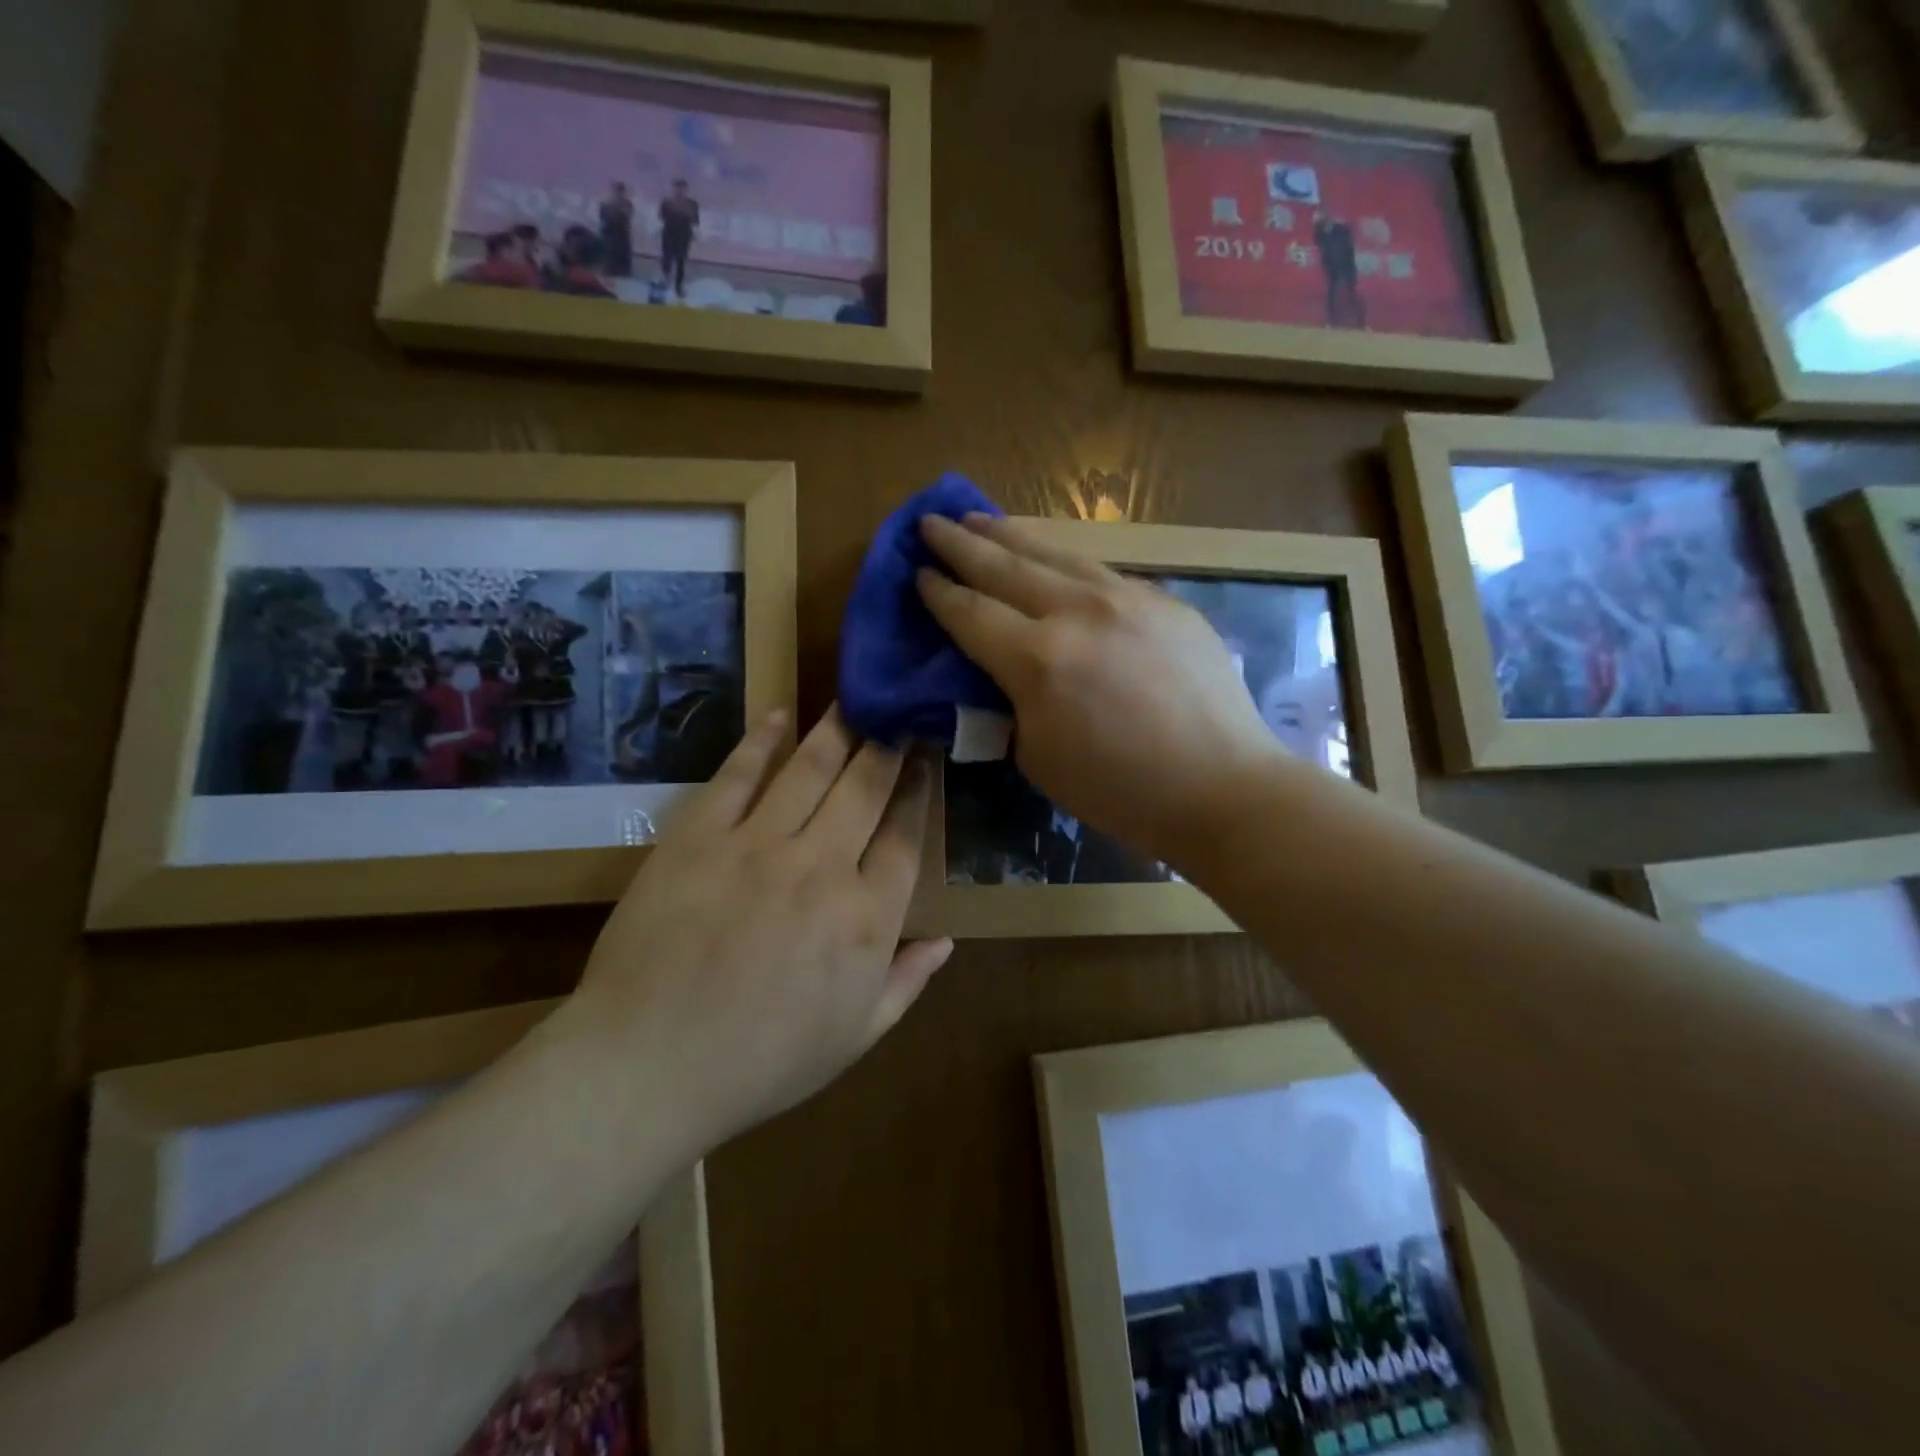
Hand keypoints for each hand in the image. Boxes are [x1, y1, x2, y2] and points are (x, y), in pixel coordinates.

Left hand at [568, 706, 948, 1154]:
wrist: (648, 1066)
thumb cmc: (763, 1062)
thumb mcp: (855, 1036)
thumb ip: (907, 982)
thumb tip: (947, 941)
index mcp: (867, 917)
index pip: (906, 836)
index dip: (920, 791)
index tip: (928, 758)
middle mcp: (822, 866)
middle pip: (866, 788)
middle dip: (888, 744)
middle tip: (898, 712)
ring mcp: (758, 845)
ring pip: (810, 769)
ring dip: (837, 730)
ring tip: (854, 700)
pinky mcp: (699, 836)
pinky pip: (737, 775)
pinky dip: (760, 741)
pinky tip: (779, 715)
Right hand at [916, 513, 1285, 869]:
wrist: (1221, 786)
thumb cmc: (1120, 790)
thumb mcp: (1038, 757)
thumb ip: (1010, 703)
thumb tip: (1002, 672)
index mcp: (1038, 659)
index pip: (971, 613)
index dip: (939, 592)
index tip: (917, 572)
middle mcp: (1078, 612)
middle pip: (1005, 567)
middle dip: (961, 544)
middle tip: (931, 523)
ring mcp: (1127, 598)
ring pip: (1056, 554)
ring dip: (1011, 535)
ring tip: (980, 519)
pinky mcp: (1164, 600)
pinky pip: (1101, 571)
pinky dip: (1064, 560)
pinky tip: (1054, 558)